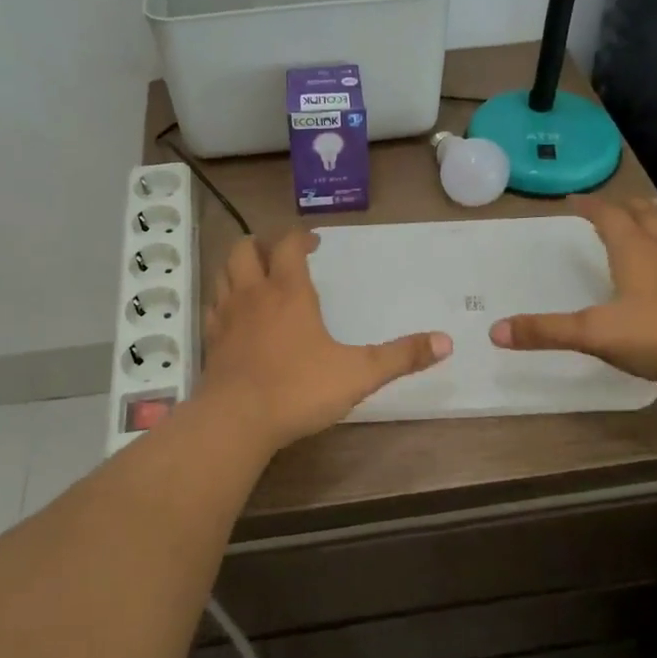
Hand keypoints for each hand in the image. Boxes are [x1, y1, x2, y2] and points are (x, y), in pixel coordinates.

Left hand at [200, 228, 451, 451]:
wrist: (236, 421)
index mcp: (288, 291)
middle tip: (281, 254)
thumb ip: (401, 357)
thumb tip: (446, 342)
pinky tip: (234, 314)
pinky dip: (222, 299)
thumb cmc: (298, 389)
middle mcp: (253, 294)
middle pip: (246, 249)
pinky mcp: (210, 341)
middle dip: (263, 244)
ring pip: (223, 272)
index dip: (301, 237)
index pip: (289, 244)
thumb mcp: (359, 373)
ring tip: (256, 275)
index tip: (315, 243)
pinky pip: (212, 306)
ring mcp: (226, 316)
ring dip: (238, 266)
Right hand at [489, 195, 656, 383]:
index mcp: (634, 252)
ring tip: (656, 215)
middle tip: (615, 204)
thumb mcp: (593, 333)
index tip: (574, 199)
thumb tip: (496, 332)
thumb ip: (546, 331)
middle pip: (645, 218)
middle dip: (627, 208)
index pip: (607, 217)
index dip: (590, 206)